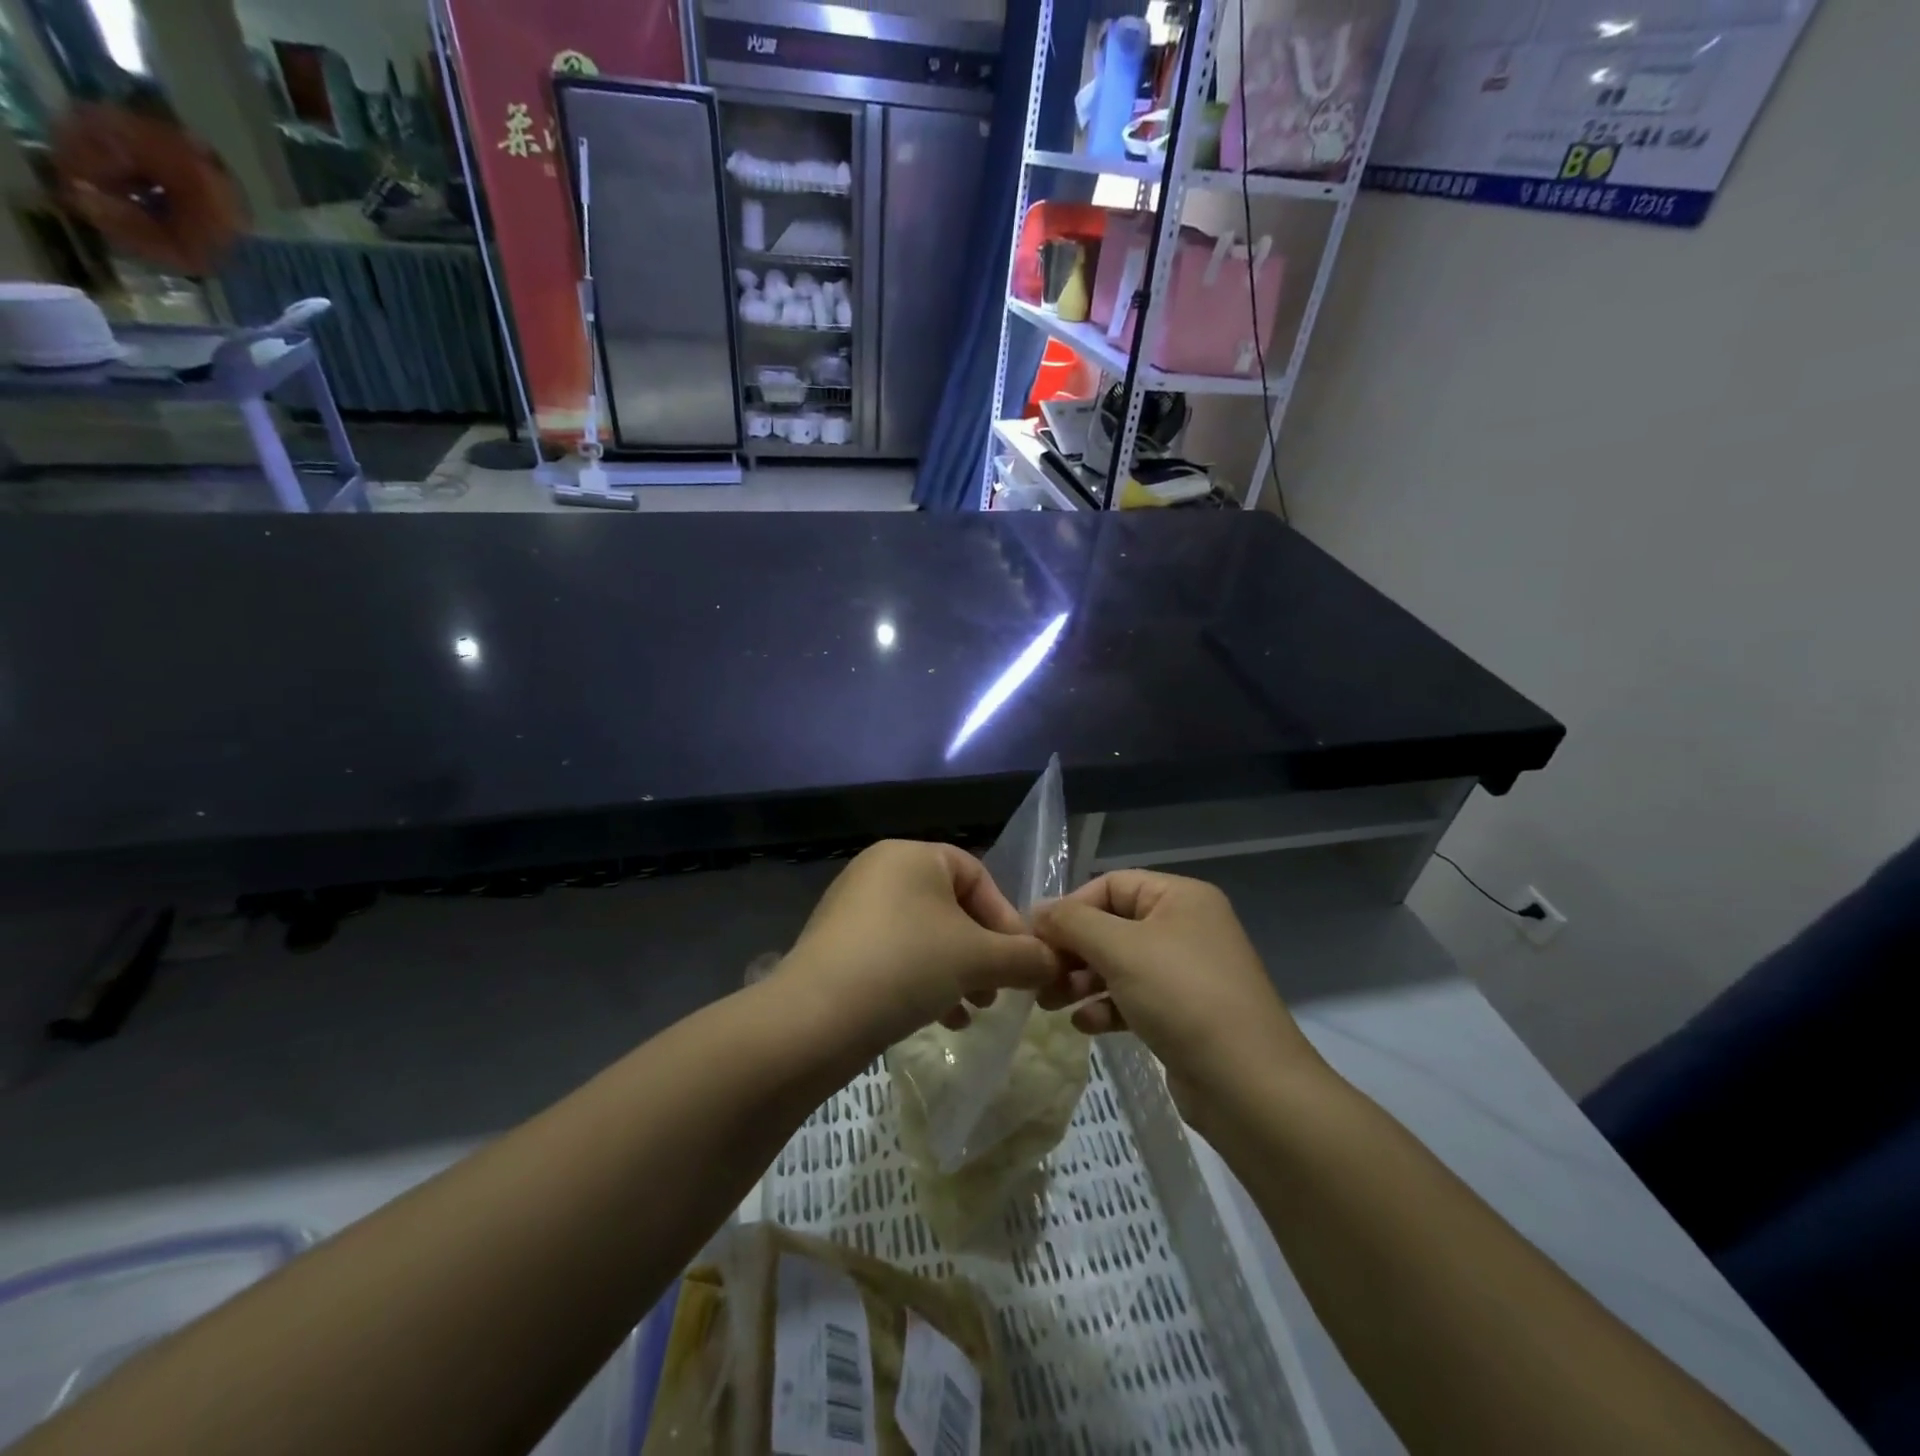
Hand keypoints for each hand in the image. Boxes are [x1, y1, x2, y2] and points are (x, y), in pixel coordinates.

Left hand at [781, 840, 1057, 1047]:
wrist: (815, 1018)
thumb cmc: (906, 965)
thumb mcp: (978, 959)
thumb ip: (1025, 957)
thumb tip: (1056, 962)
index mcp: (911, 855)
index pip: (977, 876)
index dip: (1007, 918)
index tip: (1022, 961)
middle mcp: (879, 871)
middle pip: (952, 908)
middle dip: (983, 951)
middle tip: (999, 990)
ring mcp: (853, 909)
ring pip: (924, 935)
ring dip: (958, 971)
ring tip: (974, 1010)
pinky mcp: (838, 946)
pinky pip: (895, 955)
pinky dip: (923, 980)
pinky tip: (942, 1019)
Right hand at [1032, 870, 1318, 1113]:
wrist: (1249, 1085)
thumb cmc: (1182, 998)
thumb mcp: (1120, 950)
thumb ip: (1073, 923)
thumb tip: (1037, 910)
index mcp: (1180, 897)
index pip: (1110, 885)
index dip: (1070, 908)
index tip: (1036, 938)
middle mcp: (1186, 927)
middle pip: (1112, 926)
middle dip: (1073, 950)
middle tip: (1040, 977)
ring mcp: (1187, 972)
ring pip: (1120, 964)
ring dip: (1082, 980)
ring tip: (1051, 1003)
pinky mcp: (1184, 1013)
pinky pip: (1134, 998)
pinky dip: (1107, 1006)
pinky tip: (1085, 1025)